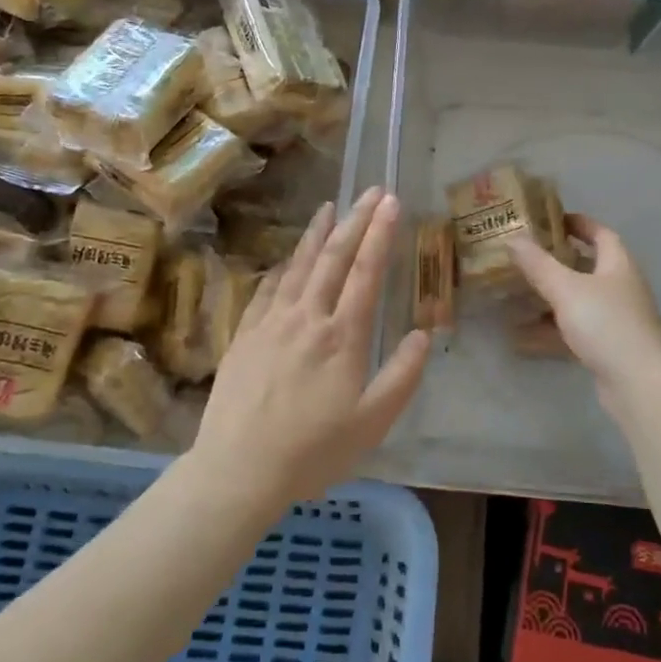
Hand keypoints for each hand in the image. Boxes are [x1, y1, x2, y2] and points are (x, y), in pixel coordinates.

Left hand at [195, 188, 429, 508]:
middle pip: (334, 258)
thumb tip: (424, 333)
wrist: (237, 470)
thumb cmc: (312, 451)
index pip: (366, 272)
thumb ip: (402, 376)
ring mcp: (272, 323)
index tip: (391, 202)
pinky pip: (267, 289)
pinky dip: (282, 267)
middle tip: (369, 192)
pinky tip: (287, 258)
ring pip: (299, 266)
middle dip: (355, 221)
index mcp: (343, 336)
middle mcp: (308, 317)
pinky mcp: (245, 335)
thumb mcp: (372, 424)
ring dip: (317, 234)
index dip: (380, 234)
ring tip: (329, 207)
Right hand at [509, 214, 660, 421]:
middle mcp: (621, 288)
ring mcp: (617, 320)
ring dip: (551, 298)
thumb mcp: (566, 289)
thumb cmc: (606, 324)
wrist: (639, 383)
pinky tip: (524, 336)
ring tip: (518, 294)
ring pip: (579, 301)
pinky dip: (552, 330)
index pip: (601, 234)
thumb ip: (538, 264)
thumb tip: (513, 239)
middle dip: (558, 262)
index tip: (552, 220)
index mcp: (618, 265)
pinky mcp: (609, 348)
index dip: (579, 224)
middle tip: (527, 257)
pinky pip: (575, 331)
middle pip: (589, 267)